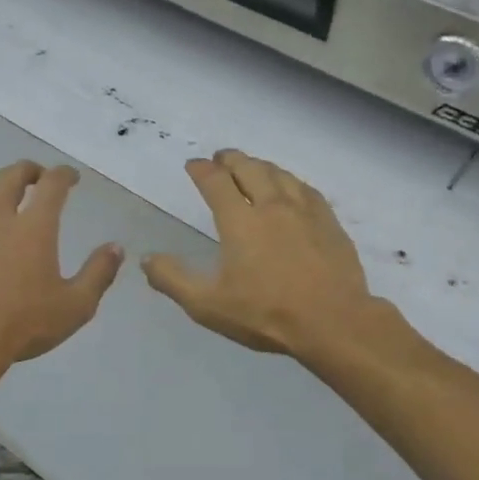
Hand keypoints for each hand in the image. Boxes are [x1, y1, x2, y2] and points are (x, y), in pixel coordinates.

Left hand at [0, 161, 123, 369]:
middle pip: (8, 178)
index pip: (52, 185)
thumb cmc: (25, 324)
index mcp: (34, 228)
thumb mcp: (77, 305)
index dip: (64, 174)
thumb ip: (99, 273)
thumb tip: (116, 247)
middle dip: (26, 170)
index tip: (71, 177)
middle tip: (35, 176)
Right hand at [143, 150, 375, 357]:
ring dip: (261, 165)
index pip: (216, 182)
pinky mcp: (329, 223)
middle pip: (249, 168)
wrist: (333, 321)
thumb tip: (146, 259)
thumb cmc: (266, 314)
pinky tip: (292, 188)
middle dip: (231, 159)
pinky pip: (307, 190)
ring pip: (280, 174)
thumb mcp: (208, 305)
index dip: (202, 170)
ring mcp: (305, 212)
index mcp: (240, 221)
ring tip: (253, 166)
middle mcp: (272, 206)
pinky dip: (291, 181)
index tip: (193, 165)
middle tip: (221, 158)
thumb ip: (173, 280)